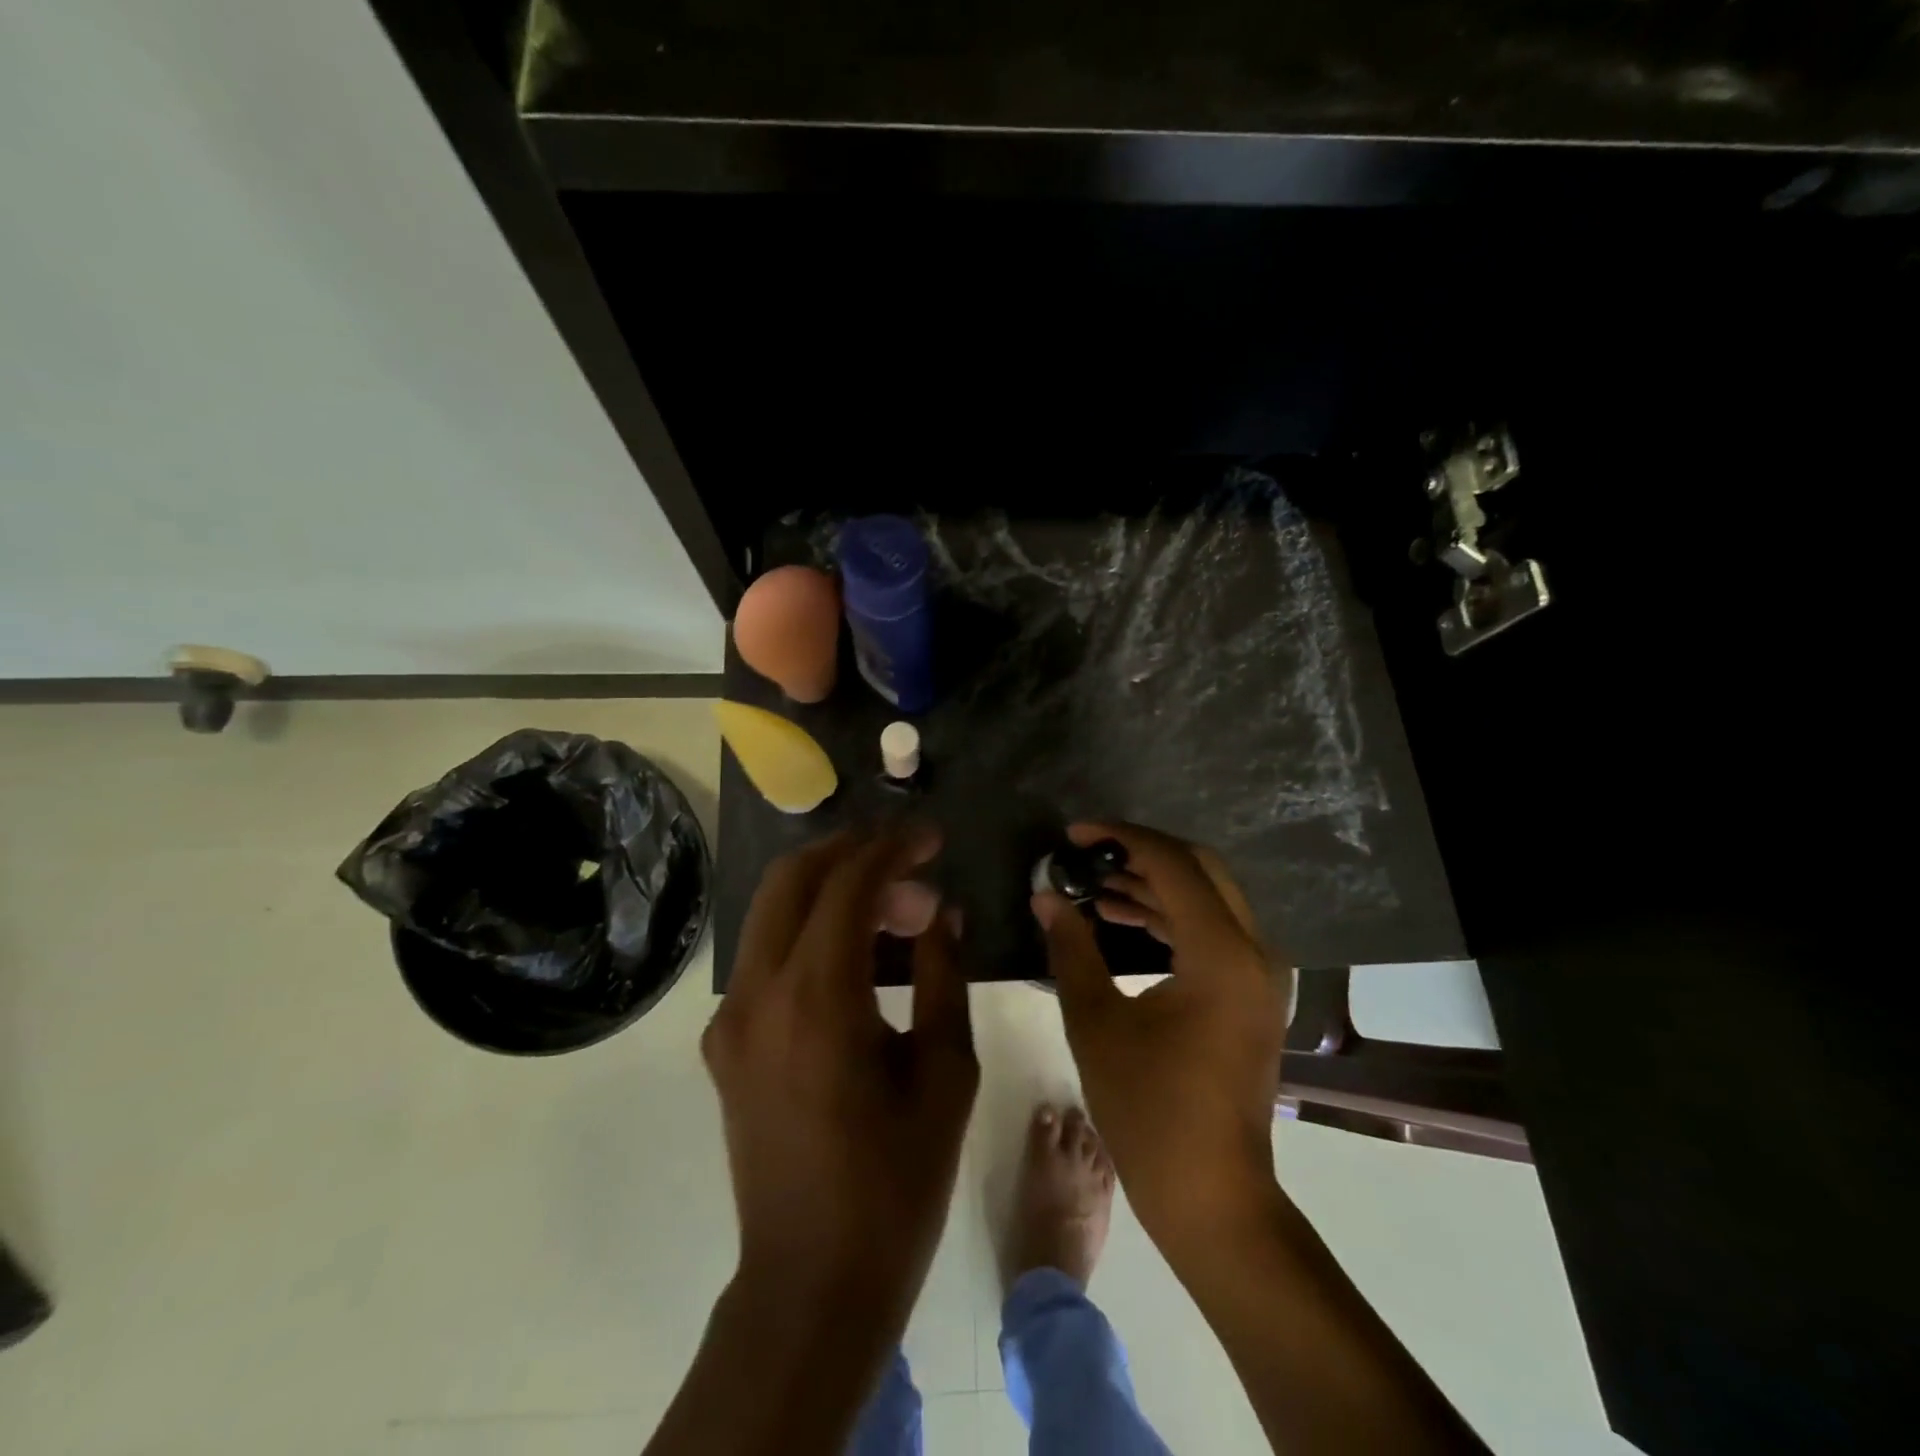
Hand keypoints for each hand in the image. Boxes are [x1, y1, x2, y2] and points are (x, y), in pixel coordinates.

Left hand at [702, 827, 977, 1334]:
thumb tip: (944, 912)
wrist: (812, 1282)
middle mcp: (758, 993)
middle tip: (909, 861)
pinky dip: (809, 929)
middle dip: (851, 851)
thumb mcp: (945, 1073)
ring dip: (830, 888)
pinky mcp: (725, 1041)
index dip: (893, 849)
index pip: (848, 885)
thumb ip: (944, 975)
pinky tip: (857, 956)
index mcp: (817, 999)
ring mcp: (730, 1017)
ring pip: (771, 910)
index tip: (933, 838)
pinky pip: (766, 954)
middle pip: (792, 878)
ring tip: (895, 911)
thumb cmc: (896, 1182)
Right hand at [1033, 822, 1290, 1255]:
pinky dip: (1171, 917)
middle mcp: (1254, 951)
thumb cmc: (1148, 1111)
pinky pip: (1214, 931)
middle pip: (1201, 869)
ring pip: (1209, 898)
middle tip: (1088, 854)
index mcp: (1221, 954)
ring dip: (1155, 885)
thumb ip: (1071, 947)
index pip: (1173, 864)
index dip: (1121, 838)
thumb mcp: (1095, 1022)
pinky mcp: (1253, 994)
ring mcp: (1261, 975)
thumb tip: (1045, 896)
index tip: (1074, 835)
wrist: (1211, 1194)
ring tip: (1095, 887)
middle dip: (1142, 853)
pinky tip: (1124, 920)